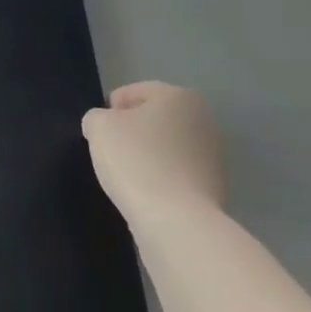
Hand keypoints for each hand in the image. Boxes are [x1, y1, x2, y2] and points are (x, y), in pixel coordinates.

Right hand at [82, 81, 224, 231]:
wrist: (175, 220)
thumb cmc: (136, 160)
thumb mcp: (99, 127)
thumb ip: (97, 117)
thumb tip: (105, 125)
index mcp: (179, 97)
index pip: (137, 91)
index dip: (112, 107)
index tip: (99, 128)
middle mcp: (203, 120)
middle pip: (155, 118)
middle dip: (133, 130)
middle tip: (109, 148)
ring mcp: (213, 156)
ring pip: (167, 146)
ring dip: (147, 154)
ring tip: (125, 173)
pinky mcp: (213, 187)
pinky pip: (176, 173)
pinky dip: (160, 178)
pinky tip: (143, 191)